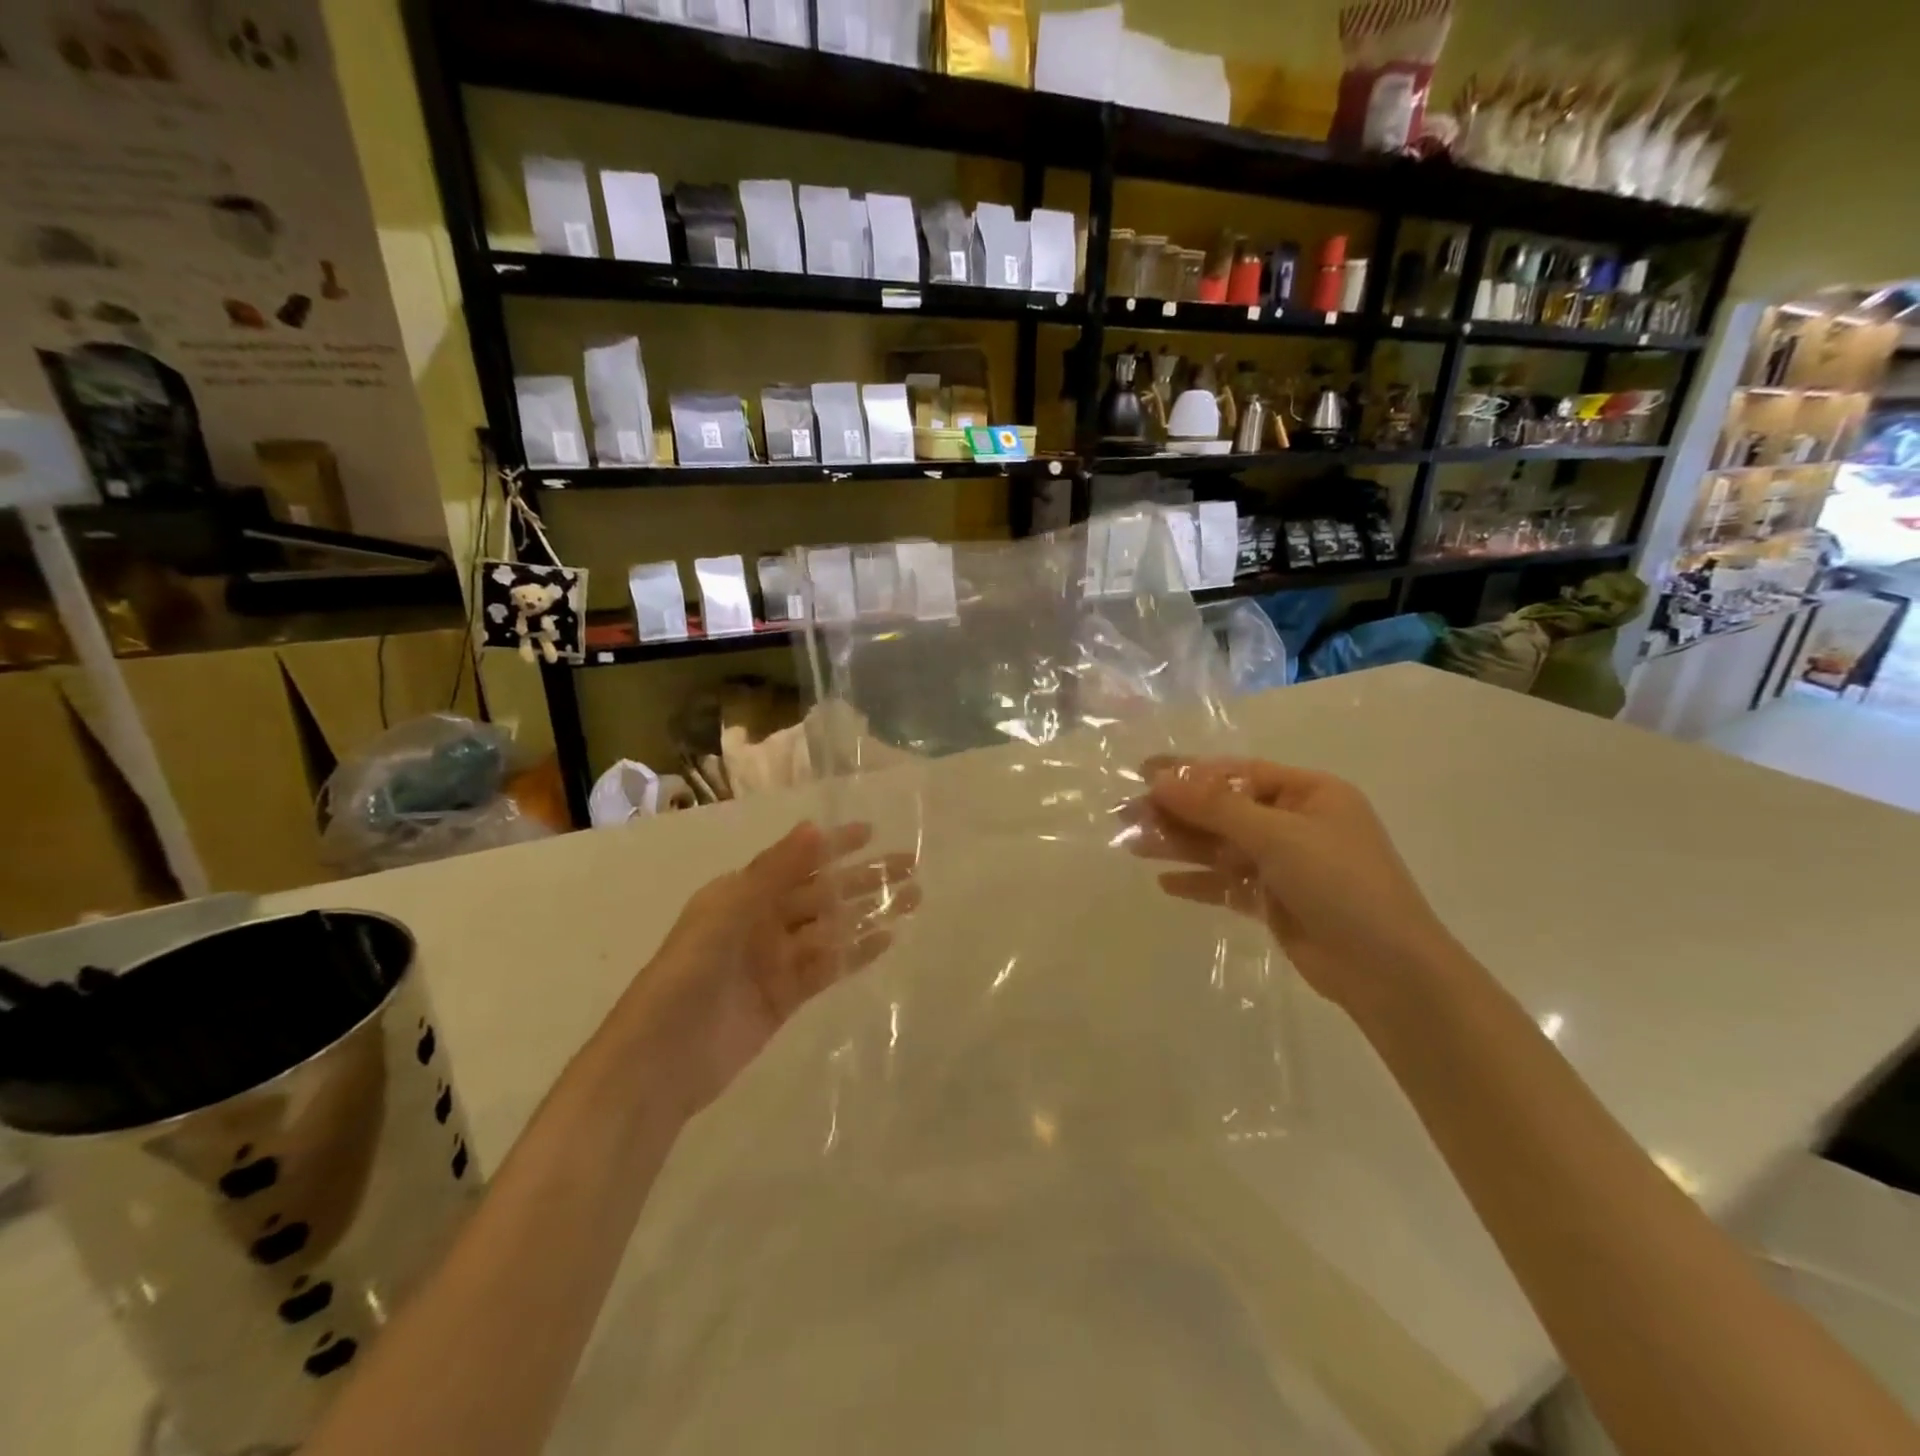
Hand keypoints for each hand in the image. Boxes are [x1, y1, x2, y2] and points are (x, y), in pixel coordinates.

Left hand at [618, 822, 918, 1119]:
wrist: (663, 1058)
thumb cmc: (691, 972)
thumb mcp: (729, 911)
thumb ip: (774, 871)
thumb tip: (815, 828)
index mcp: (742, 893)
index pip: (798, 861)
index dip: (833, 846)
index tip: (870, 832)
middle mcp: (761, 920)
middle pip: (823, 893)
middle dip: (864, 878)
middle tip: (910, 866)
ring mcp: (775, 960)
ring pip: (832, 928)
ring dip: (869, 913)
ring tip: (913, 899)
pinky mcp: (787, 997)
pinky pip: (828, 967)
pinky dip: (856, 953)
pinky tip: (887, 939)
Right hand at [1134, 757, 1455, 1015]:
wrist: (1388, 973)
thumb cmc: (1341, 885)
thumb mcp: (1278, 836)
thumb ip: (1216, 807)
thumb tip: (1160, 779)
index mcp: (1310, 794)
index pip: (1239, 774)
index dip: (1190, 773)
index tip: (1143, 773)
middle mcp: (1297, 823)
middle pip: (1225, 810)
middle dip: (1178, 812)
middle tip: (1126, 815)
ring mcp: (1287, 865)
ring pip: (1222, 847)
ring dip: (1181, 845)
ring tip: (1133, 846)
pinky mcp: (1276, 902)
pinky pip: (1229, 884)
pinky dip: (1199, 882)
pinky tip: (1164, 883)